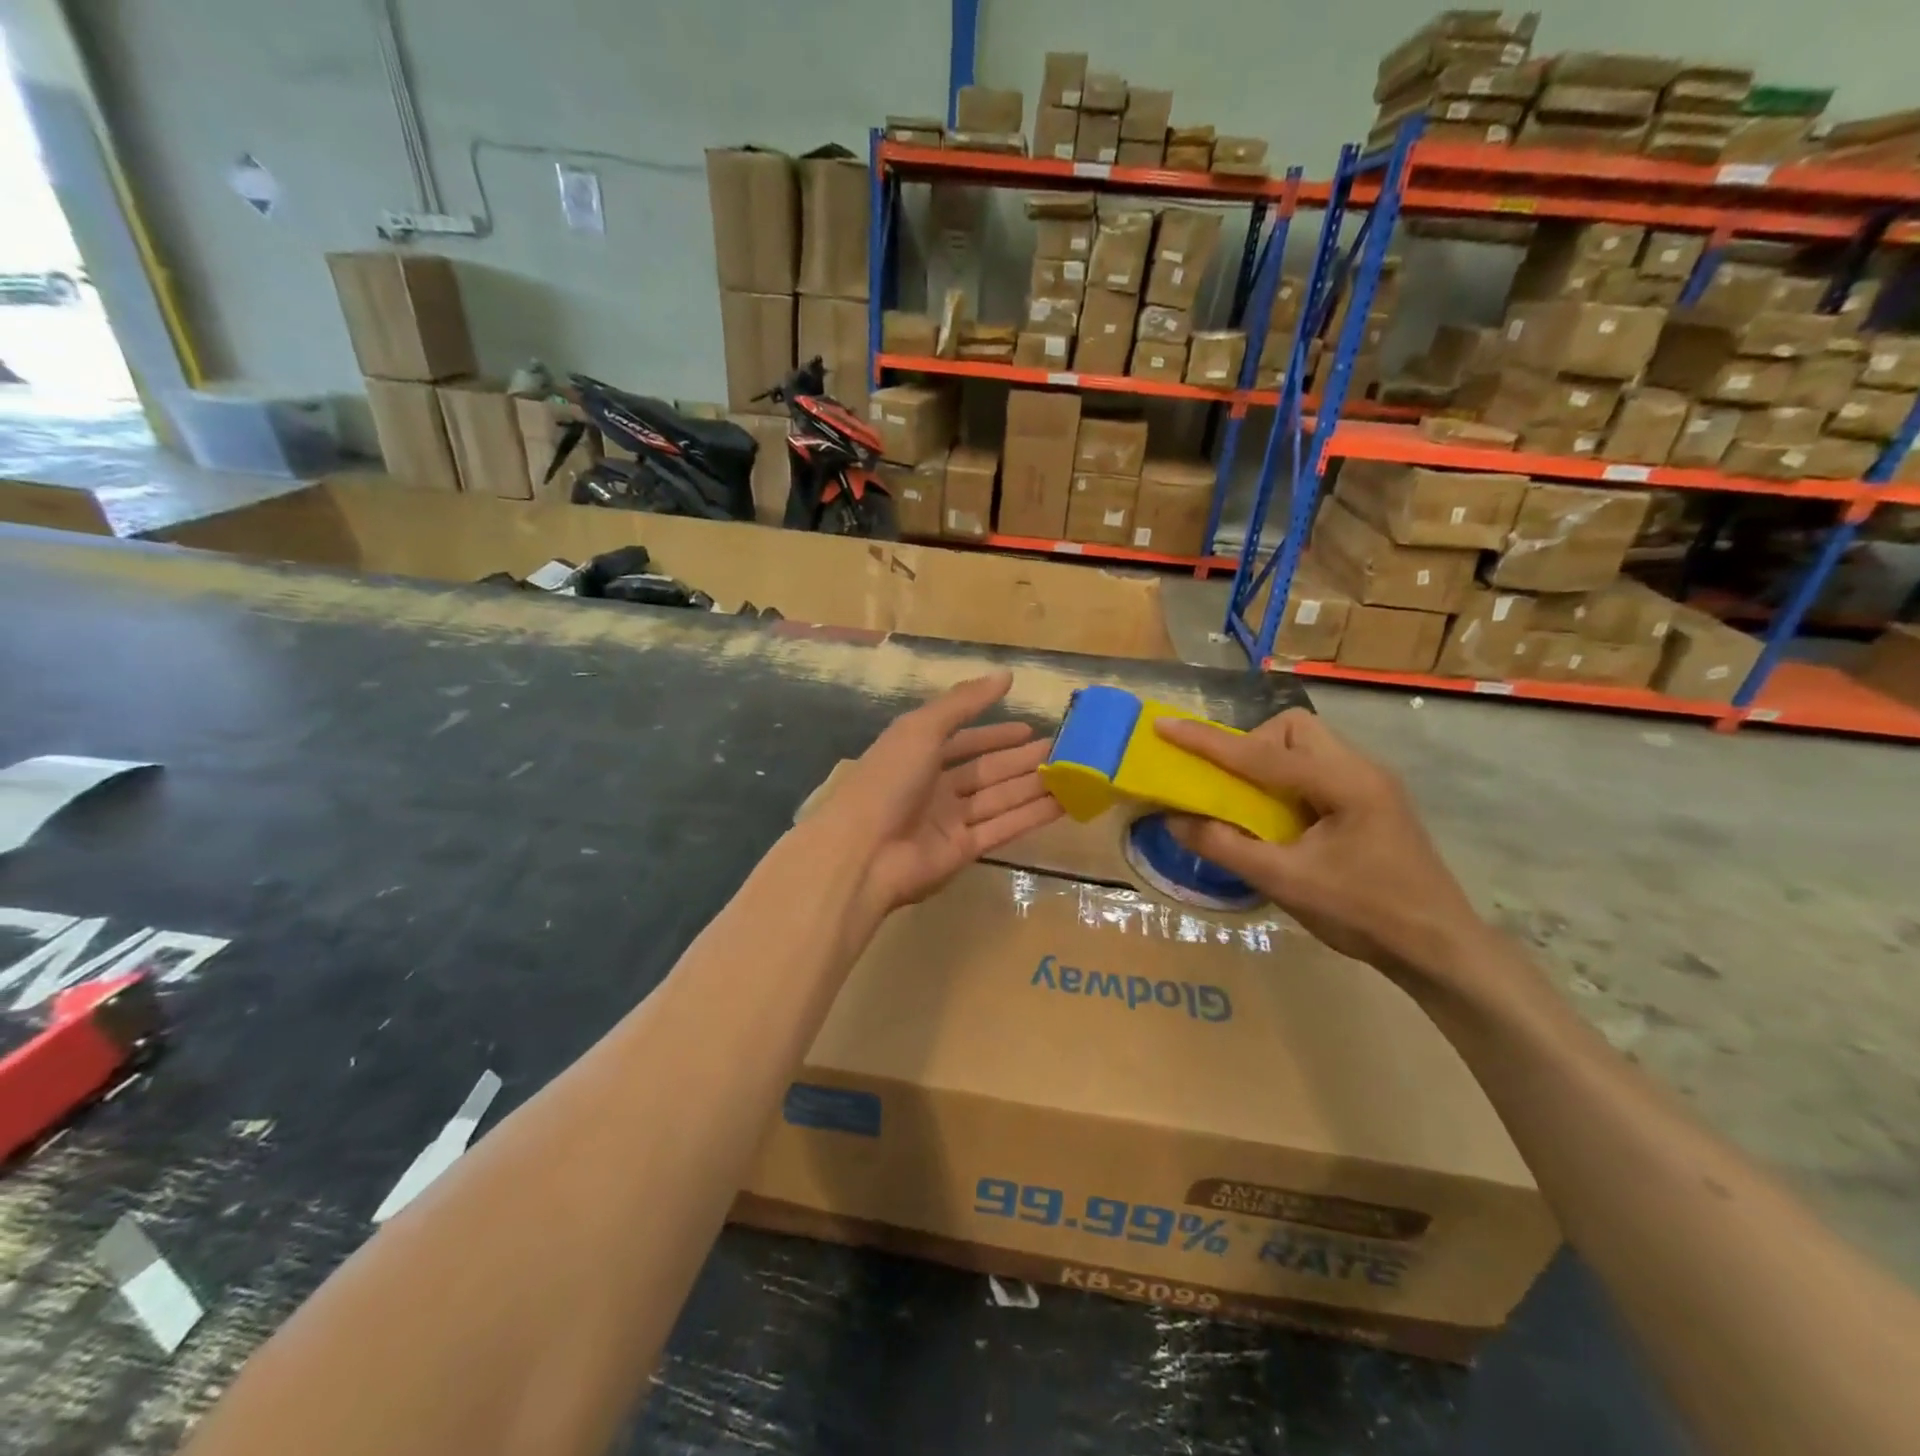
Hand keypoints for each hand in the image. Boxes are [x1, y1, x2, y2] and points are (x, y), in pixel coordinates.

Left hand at [822, 672, 1062, 922]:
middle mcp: (935, 787)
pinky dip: (1032, 815)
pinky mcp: (964, 851)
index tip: (1028, 729)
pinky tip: (1063, 803)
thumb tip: (1005, 675)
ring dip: (1033, 785)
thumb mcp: (922, 728)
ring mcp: (949, 821)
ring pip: (999, 798)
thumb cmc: (889, 780)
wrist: (863, 852)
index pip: (963, 742)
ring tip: (1072, 773)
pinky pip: (1003, 827)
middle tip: (1062, 750)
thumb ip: (963, 702)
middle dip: (1021, 760)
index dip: (994, 734)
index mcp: (918, 755)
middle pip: (986, 771)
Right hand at [1154, 708, 1488, 989]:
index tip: (1164, 727)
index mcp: (1343, 783)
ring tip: (1253, 805)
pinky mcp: (1372, 802)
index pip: (1260, 753)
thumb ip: (1226, 847)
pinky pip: (1318, 770)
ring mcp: (1371, 784)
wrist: (1440, 949)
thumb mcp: (1286, 883)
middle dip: (1251, 746)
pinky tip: (1283, 820)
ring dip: (1269, 764)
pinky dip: (1288, 782)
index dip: (1206, 742)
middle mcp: (1360, 769)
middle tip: (1231, 787)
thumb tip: (1174, 821)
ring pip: (1306, 746)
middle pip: (1292, 729)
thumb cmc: (1364, 914)